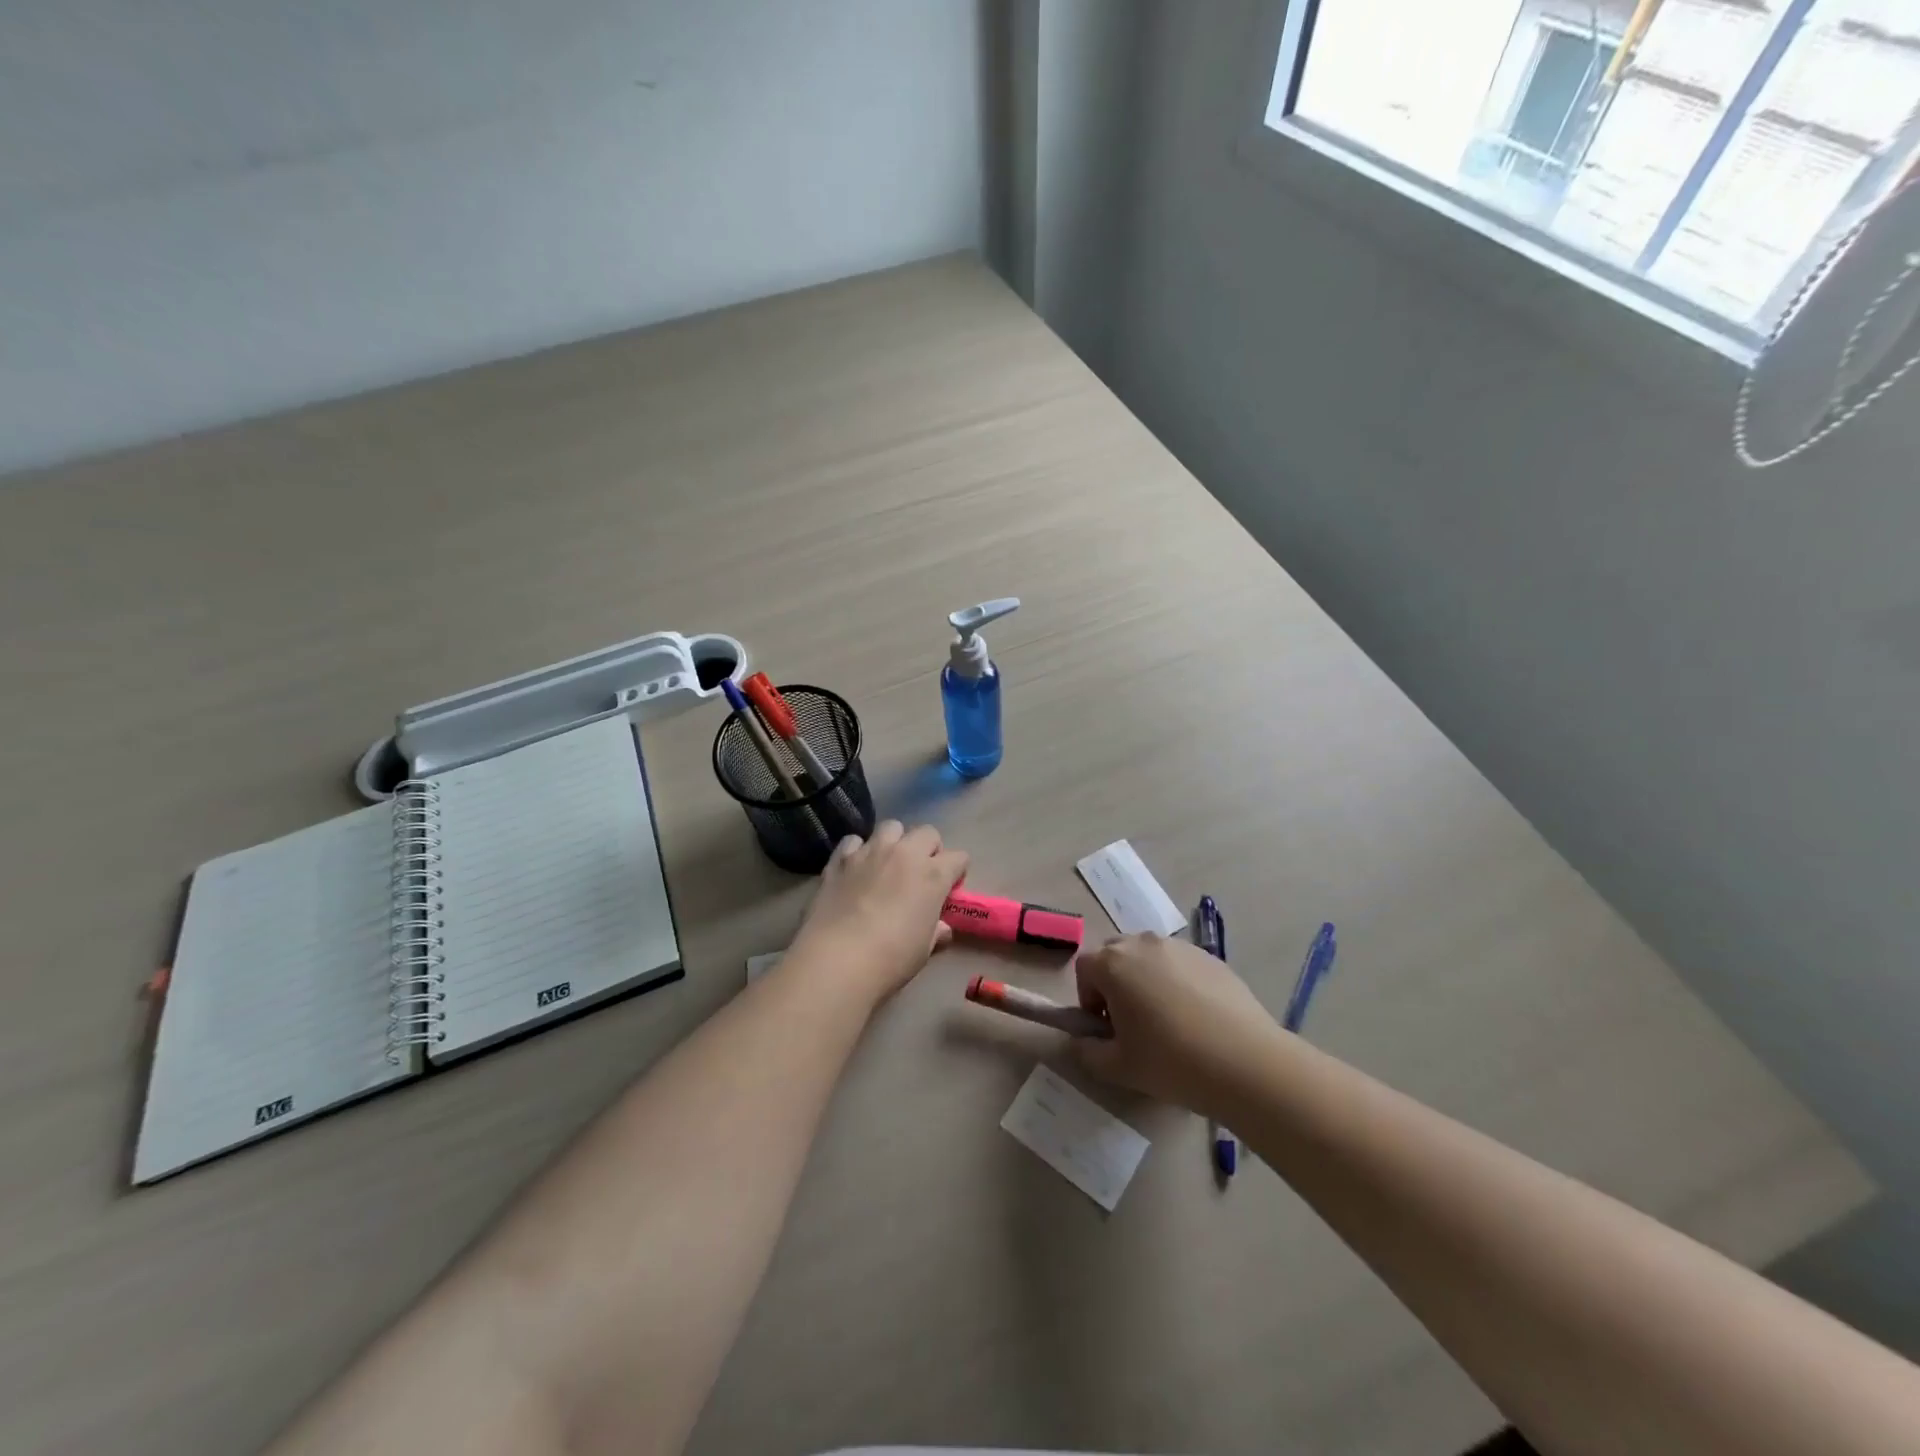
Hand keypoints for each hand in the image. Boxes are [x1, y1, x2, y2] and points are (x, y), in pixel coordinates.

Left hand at [790, 821, 968, 1004]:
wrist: (837, 960)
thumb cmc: (890, 959)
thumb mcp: (923, 950)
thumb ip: (935, 932)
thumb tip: (942, 928)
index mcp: (933, 875)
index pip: (959, 857)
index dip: (957, 872)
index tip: (950, 889)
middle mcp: (904, 853)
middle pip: (927, 832)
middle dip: (929, 848)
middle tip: (920, 873)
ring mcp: (870, 852)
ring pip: (891, 827)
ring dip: (894, 842)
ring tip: (887, 864)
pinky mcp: (840, 858)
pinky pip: (854, 841)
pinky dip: (857, 851)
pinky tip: (854, 870)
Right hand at [1072, 933, 1281, 1114]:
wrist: (1245, 1062)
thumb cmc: (1171, 1061)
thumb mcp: (1118, 1067)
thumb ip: (1087, 1051)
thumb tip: (1081, 1040)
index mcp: (1114, 964)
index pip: (1085, 969)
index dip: (1088, 998)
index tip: (1107, 1028)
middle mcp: (1143, 943)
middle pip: (1115, 955)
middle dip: (1115, 983)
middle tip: (1132, 1022)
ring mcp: (1179, 946)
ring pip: (1149, 956)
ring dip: (1146, 979)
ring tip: (1167, 1020)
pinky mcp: (1210, 956)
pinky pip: (1180, 963)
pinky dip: (1177, 981)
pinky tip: (1196, 1017)